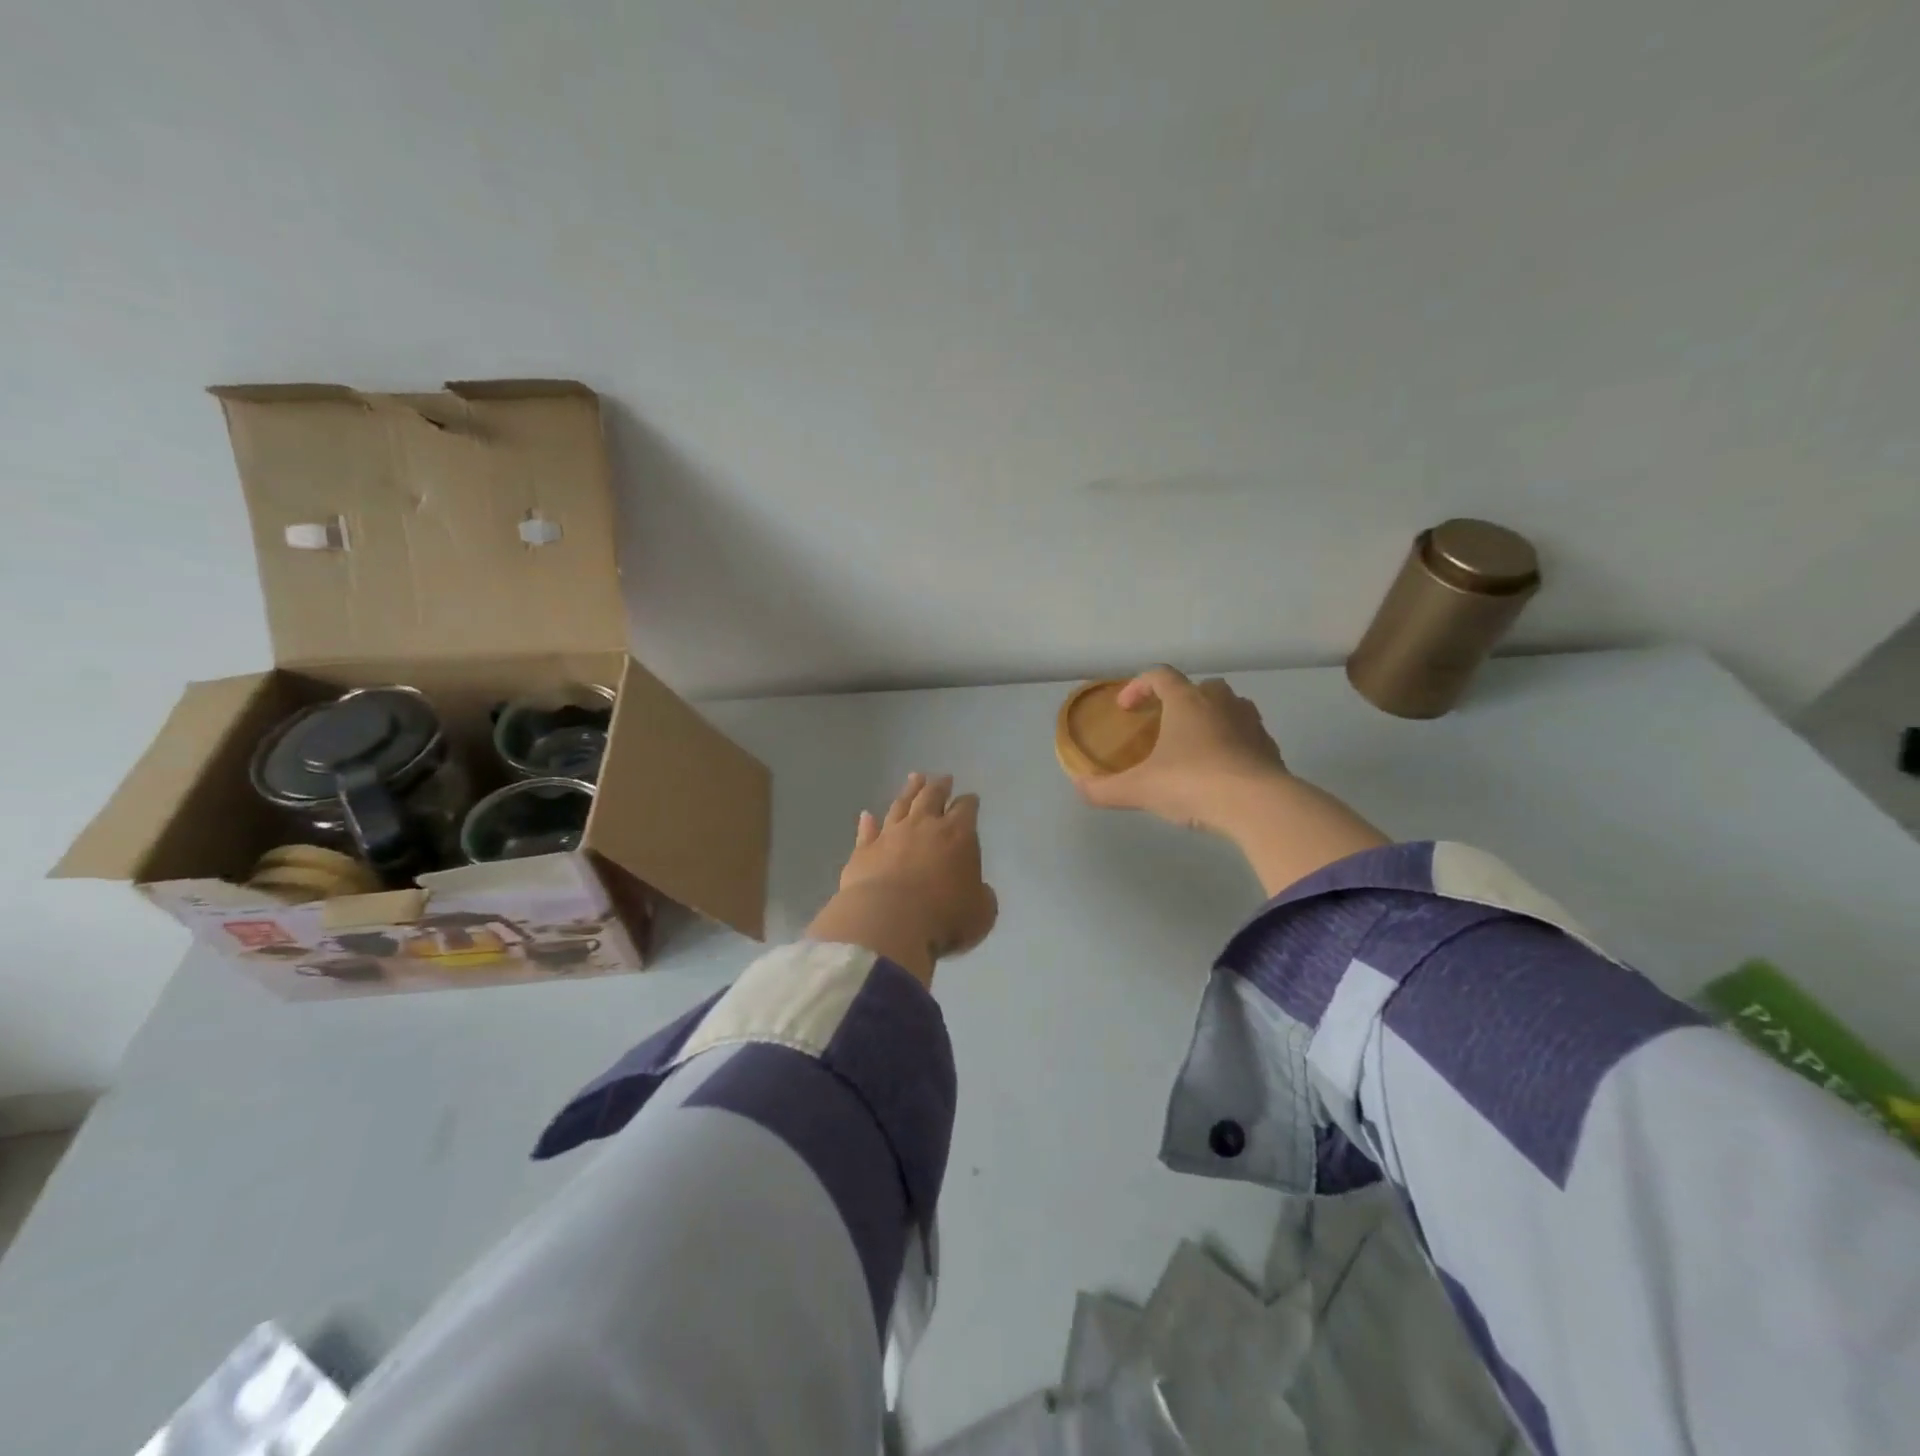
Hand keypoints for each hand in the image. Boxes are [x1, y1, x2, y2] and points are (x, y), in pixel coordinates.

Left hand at [807, 772, 998, 985]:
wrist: (887, 922)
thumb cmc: (943, 918)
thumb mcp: (981, 913)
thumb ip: (982, 896)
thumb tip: (978, 890)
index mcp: (958, 835)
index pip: (966, 809)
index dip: (969, 802)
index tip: (970, 798)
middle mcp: (923, 826)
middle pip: (931, 796)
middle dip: (939, 786)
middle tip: (943, 778)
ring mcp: (890, 835)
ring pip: (900, 805)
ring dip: (909, 791)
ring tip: (914, 778)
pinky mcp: (863, 851)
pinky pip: (867, 831)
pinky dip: (868, 822)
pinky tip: (867, 815)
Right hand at [1073, 667, 1288, 834]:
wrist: (1258, 806)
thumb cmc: (1193, 784)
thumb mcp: (1140, 790)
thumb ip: (1105, 789)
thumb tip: (1080, 787)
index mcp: (1186, 701)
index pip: (1160, 676)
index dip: (1138, 686)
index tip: (1126, 708)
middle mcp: (1221, 703)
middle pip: (1200, 687)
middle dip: (1180, 701)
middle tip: (1165, 725)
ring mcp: (1250, 723)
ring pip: (1230, 707)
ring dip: (1211, 719)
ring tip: (1195, 747)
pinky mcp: (1270, 748)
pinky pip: (1248, 736)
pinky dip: (1233, 745)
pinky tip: (1222, 771)